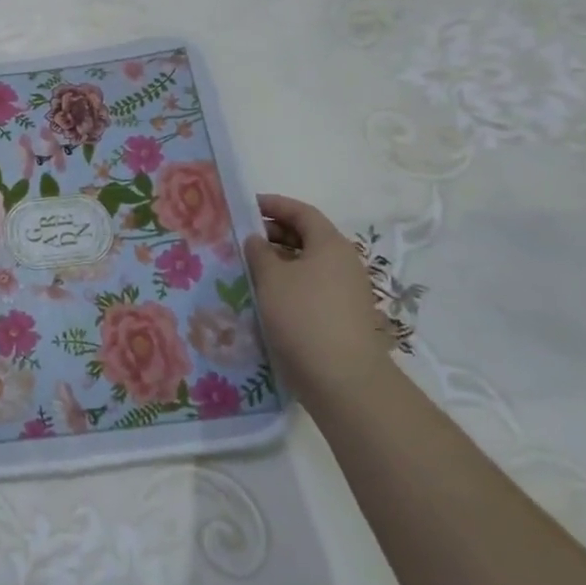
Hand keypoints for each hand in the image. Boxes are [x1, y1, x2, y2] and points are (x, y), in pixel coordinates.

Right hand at [243, 194, 388, 401]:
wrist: (343, 379)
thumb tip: (256, 239)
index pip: (301, 212)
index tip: (246, 206)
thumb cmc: (304, 316)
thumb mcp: (271, 278)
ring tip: (247, 267)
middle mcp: (343, 263)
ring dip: (278, 261)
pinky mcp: (341, 316)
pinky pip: (310, 288)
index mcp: (330, 244)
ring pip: (307, 265)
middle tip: (240, 237)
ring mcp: (345, 291)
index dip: (273, 205)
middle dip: (273, 233)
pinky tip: (265, 296)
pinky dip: (287, 284)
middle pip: (306, 236)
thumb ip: (258, 251)